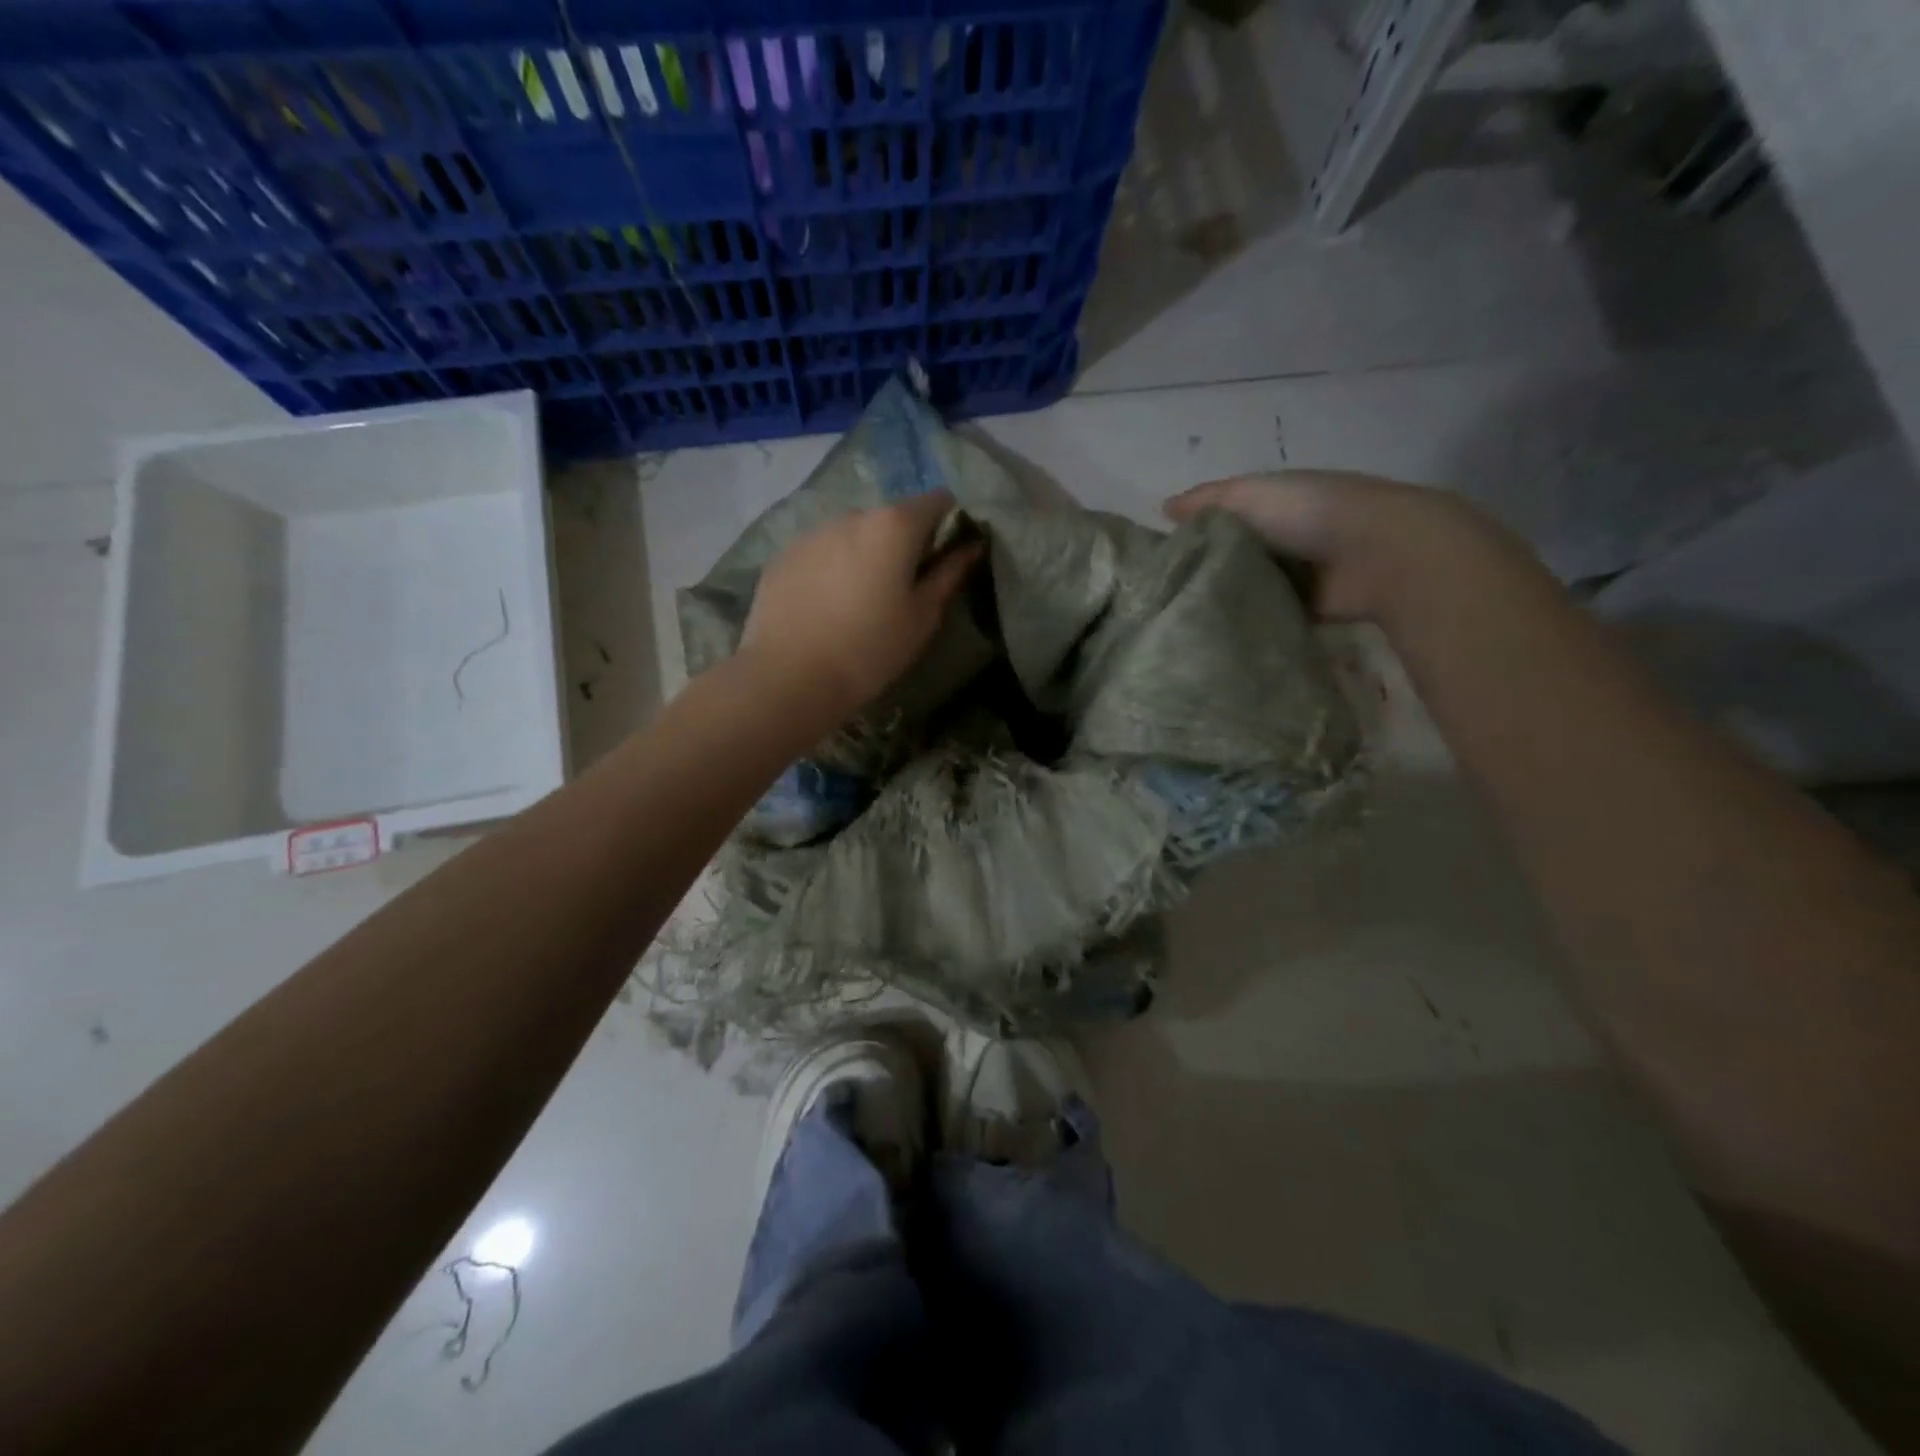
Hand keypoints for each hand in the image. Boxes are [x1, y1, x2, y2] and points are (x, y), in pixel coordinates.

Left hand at [740, 490, 982, 721]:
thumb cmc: (870, 649)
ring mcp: (812, 532)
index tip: (946, 557)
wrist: (789, 676)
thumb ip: (949, 574)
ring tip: (859, 601)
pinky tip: (826, 607)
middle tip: (902, 589)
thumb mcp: (922, 618)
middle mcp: (852, 514)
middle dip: (903, 543)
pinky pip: (820, 552)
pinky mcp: (783, 554)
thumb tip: (971, 546)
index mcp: (894, 525)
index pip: (938, 500)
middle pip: (891, 517)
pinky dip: (831, 568)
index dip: (950, 523)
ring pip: (852, 534)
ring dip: (864, 554)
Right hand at [1164, 470, 1505, 621]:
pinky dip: (1247, 621)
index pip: (1222, 518)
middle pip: (1232, 554)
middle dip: (1204, 570)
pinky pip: (1266, 615)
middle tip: (1162, 597)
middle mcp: (1284, 537)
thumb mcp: (1248, 495)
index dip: (1192, 534)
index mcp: (1272, 503)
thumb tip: (1163, 509)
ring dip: (1224, 599)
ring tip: (1182, 620)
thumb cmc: (1309, 513)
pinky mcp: (1306, 610)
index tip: (1156, 559)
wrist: (1379, 554)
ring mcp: (1297, 575)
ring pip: (1247, 586)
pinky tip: (1215, 635)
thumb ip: (1205, 502)